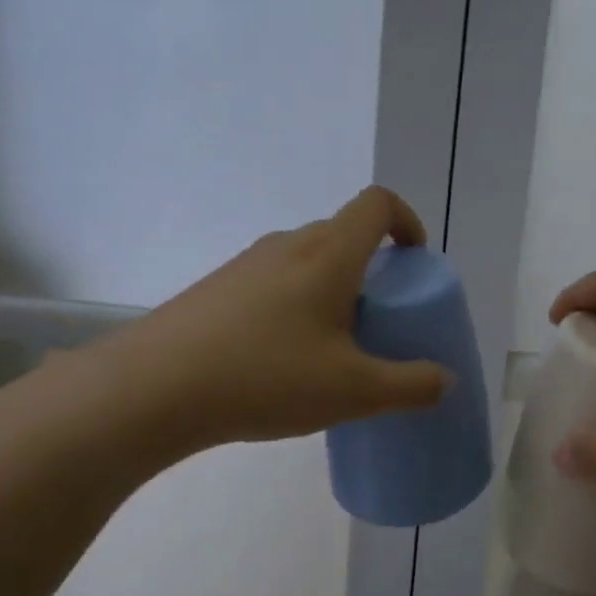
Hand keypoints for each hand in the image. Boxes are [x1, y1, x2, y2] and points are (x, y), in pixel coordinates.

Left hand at [84, 187, 450, 468]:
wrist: (150, 390)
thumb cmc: (265, 377)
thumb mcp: (353, 391)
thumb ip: (411, 385)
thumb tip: (445, 380)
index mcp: (329, 254)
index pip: (378, 204)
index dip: (407, 221)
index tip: (415, 262)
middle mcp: (288, 245)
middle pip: (344, 232)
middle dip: (373, 266)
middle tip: (378, 319)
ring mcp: (246, 263)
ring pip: (307, 258)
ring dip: (333, 286)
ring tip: (331, 345)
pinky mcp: (216, 287)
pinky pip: (274, 279)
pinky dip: (296, 302)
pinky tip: (281, 358)